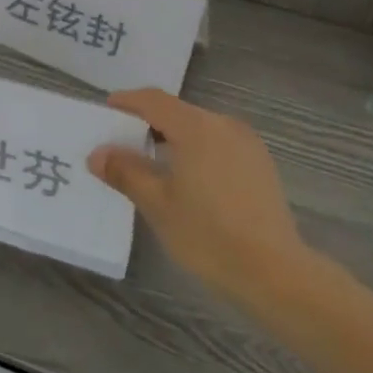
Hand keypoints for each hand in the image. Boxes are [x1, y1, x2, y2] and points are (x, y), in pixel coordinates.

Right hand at [88, 89, 305, 303]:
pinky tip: (187, 178)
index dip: (127, 102)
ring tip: (151, 163)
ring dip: (173, 138)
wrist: (274, 272)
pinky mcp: (260, 164)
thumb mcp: (157, 204)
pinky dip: (196, 150)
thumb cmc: (208, 235)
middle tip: (122, 141)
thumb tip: (98, 153)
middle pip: (178, 112)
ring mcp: (247, 143)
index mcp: (197, 127)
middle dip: (148, 122)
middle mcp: (224, 125)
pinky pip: (219, 144)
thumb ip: (126, 172)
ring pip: (200, 128)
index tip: (107, 110)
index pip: (154, 101)